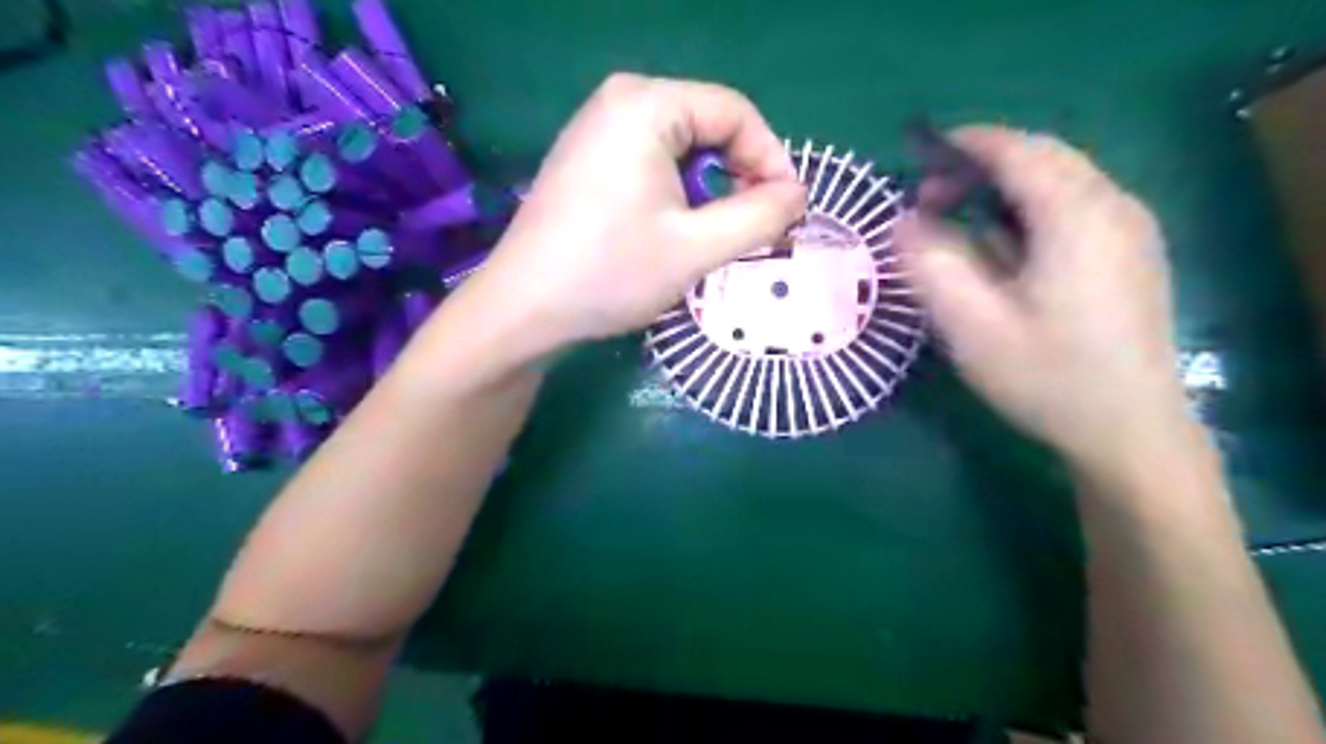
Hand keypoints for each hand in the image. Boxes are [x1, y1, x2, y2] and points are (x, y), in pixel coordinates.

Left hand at [461, 72, 803, 353]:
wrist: (524, 309)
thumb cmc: (611, 273)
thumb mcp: (698, 248)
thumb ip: (760, 216)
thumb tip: (797, 195)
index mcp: (646, 104)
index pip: (735, 112)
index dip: (771, 159)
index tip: (787, 212)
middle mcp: (619, 101)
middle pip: (708, 127)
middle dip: (739, 177)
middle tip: (753, 230)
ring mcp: (597, 129)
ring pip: (681, 149)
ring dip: (709, 191)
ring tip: (713, 239)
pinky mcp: (587, 160)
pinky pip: (652, 163)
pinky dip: (677, 194)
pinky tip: (673, 233)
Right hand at [901, 125, 1192, 475]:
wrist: (1130, 429)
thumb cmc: (1046, 377)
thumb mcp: (971, 325)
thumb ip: (930, 265)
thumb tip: (903, 222)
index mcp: (1075, 216)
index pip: (1017, 150)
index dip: (965, 143)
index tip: (919, 154)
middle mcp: (1112, 207)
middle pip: (1042, 158)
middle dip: (980, 166)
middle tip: (930, 201)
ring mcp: (1129, 230)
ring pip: (1060, 181)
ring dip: (1003, 188)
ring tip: (958, 223)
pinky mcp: (1131, 253)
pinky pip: (1074, 207)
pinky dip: (1029, 209)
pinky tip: (1005, 249)